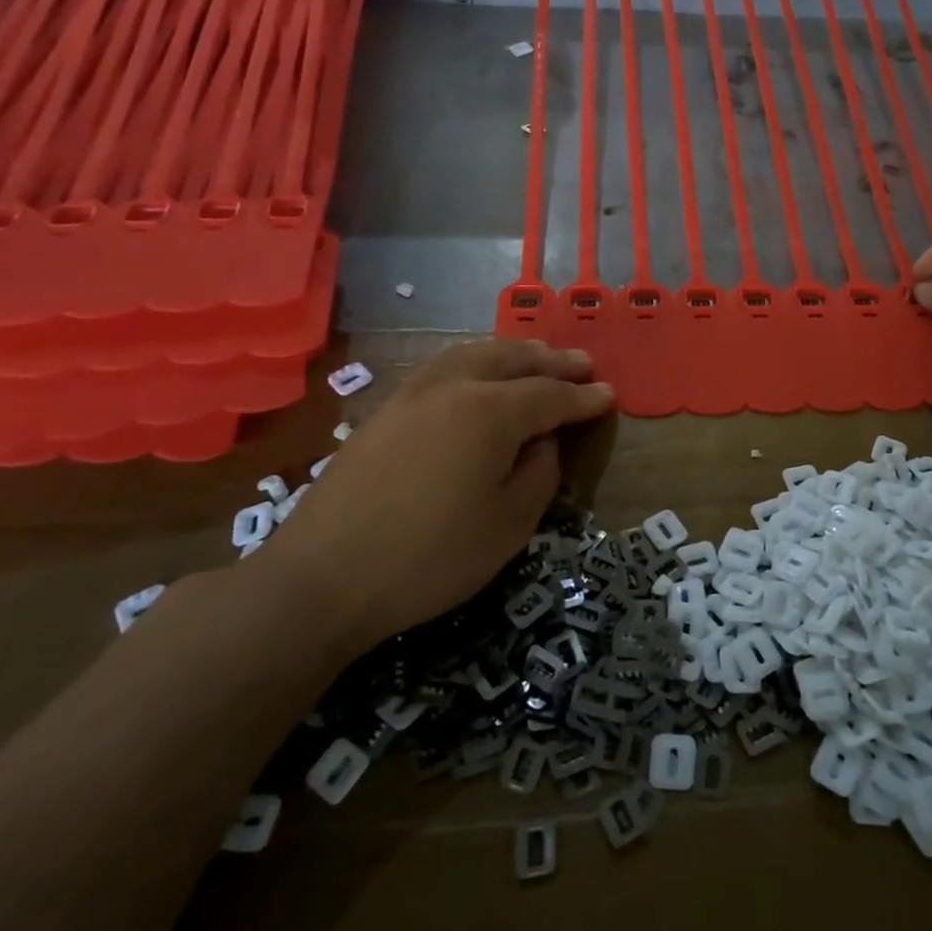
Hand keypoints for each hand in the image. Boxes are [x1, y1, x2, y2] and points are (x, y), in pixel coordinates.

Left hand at [262, 340, 614, 648]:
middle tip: (583, 364)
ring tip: (537, 356)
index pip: (550, 395)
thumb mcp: (509, 526)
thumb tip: (543, 442)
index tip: (609, 395)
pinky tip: (477, 371)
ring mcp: (413, 392)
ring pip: (473, 354)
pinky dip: (474, 359)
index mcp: (490, 412)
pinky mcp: (385, 408)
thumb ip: (539, 474)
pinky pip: (443, 365)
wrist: (322, 577)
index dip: (583, 397)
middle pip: (513, 360)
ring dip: (513, 352)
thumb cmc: (430, 558)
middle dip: (553, 362)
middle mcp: (453, 386)